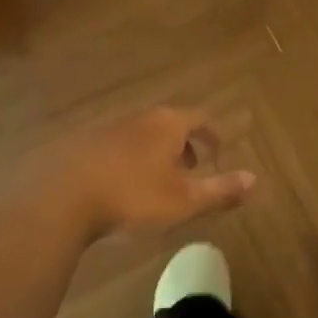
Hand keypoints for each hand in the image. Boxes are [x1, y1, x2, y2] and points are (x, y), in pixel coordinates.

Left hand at [16, 107, 255, 242]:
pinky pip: (118, 148)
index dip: (212, 135)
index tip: (218, 154)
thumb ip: (220, 190)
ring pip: (143, 136)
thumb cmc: (131, 196)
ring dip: (156, 155)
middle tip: (192, 172)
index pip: (199, 118)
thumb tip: (256, 180)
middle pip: (170, 124)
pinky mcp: (83, 145)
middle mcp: (139, 118)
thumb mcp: (183, 200)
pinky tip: (121, 189)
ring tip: (158, 184)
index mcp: (167, 124)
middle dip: (185, 146)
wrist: (61, 198)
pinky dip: (130, 161)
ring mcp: (108, 129)